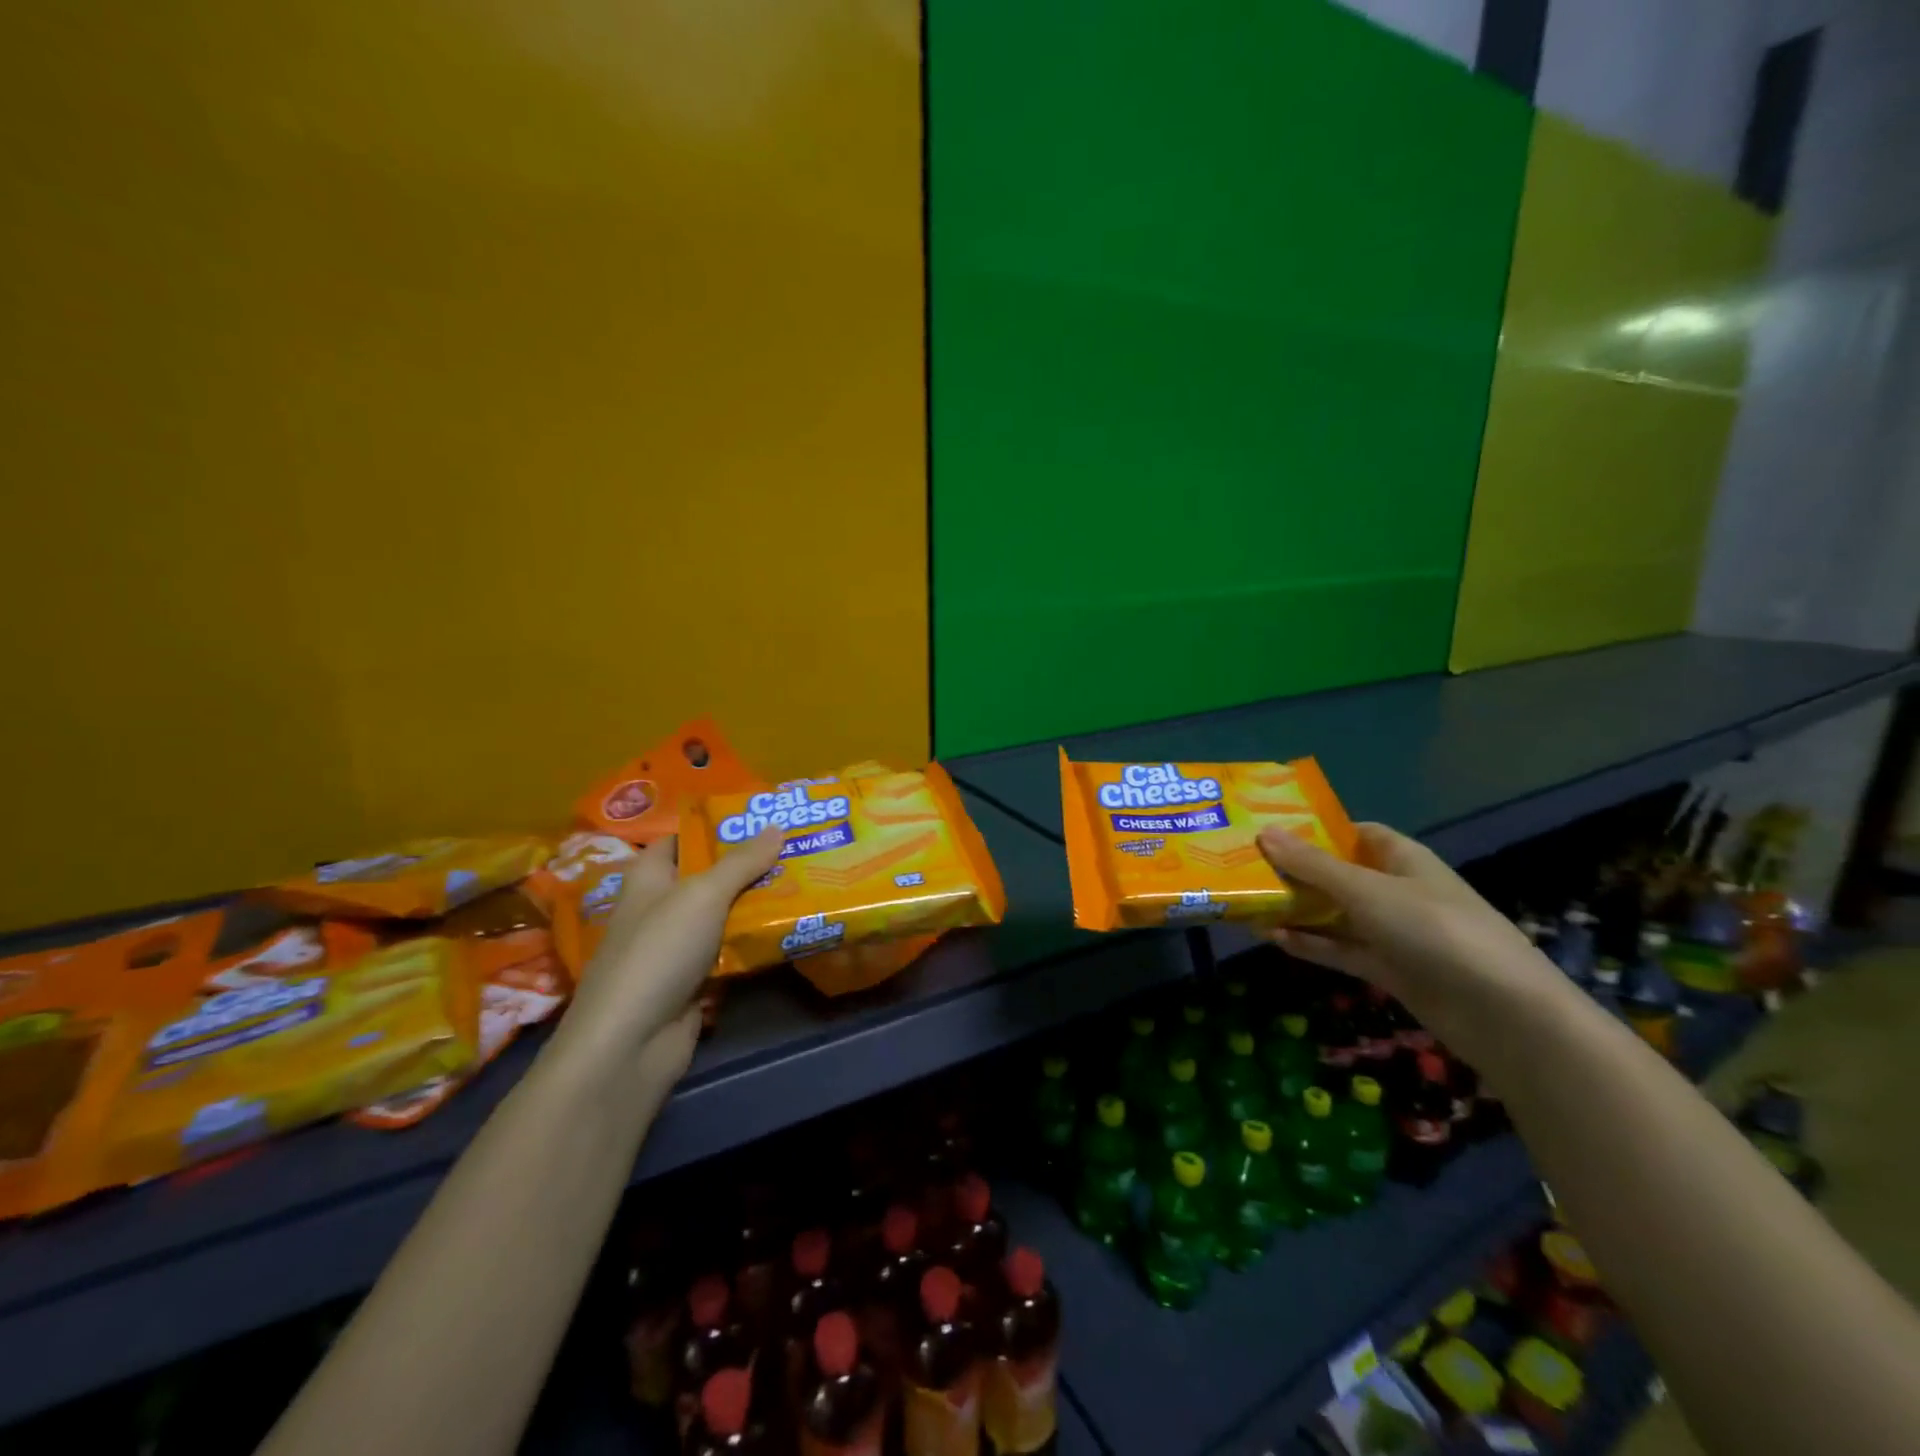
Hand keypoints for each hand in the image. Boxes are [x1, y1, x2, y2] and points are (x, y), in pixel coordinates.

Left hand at [556, 829, 783, 1071]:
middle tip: (798, 848)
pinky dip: (754, 943)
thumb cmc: (659, 951)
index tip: (761, 819)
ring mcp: (677, 948)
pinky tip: (790, 930)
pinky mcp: (694, 982)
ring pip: (724, 917)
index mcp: (649, 878)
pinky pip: (730, 952)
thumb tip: (777, 826)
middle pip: (709, 878)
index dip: (716, 827)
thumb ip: (742, 861)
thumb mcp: (703, 894)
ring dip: (758, 905)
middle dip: (750, 866)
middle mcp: (661, 908)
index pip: (682, 840)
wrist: (631, 1043)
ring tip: (805, 882)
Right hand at [1256, 822, 1556, 1056]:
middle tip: (1243, 868)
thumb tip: (1263, 833)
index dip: (1314, 830)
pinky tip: (1272, 938)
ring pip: (1334, 913)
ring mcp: (1392, 931)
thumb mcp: (1367, 891)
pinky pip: (1340, 948)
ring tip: (1248, 905)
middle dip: (1295, 872)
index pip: (1353, 833)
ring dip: (1296, 910)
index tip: (1269, 831)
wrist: (1501, 1014)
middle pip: (1337, 874)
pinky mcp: (1388, 968)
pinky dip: (1310, 943)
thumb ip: (1313, 866)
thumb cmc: (1434, 930)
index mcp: (1400, 858)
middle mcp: (1395, 889)